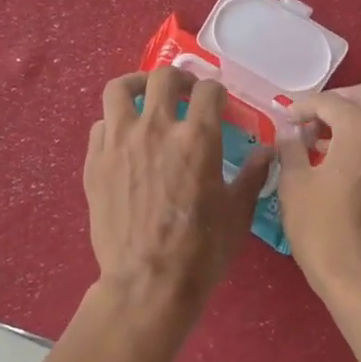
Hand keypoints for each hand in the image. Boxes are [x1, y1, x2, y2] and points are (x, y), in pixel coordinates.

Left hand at [84, 67, 272, 318]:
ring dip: (137, 86)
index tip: (218, 102)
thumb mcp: (237, 213)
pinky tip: (124, 138)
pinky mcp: (94, 162)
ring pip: (119, 90)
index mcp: (197, 138)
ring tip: (145, 96)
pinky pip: (100, 126)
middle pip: (163, 77)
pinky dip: (114, 123)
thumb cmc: (201, 251)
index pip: (208, 91)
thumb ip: (252, 175)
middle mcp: (155, 128)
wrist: (147, 283)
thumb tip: (266, 151)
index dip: (216, 92)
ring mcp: (119, 143)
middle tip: (186, 92)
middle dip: (180, 78)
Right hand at [276, 82, 360, 301]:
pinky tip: (344, 164)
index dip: (301, 107)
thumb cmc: (323, 229)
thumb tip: (290, 132)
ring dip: (354, 121)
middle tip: (309, 122)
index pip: (328, 101)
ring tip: (322, 144)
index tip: (284, 119)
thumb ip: (291, 147)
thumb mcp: (294, 184)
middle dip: (336, 103)